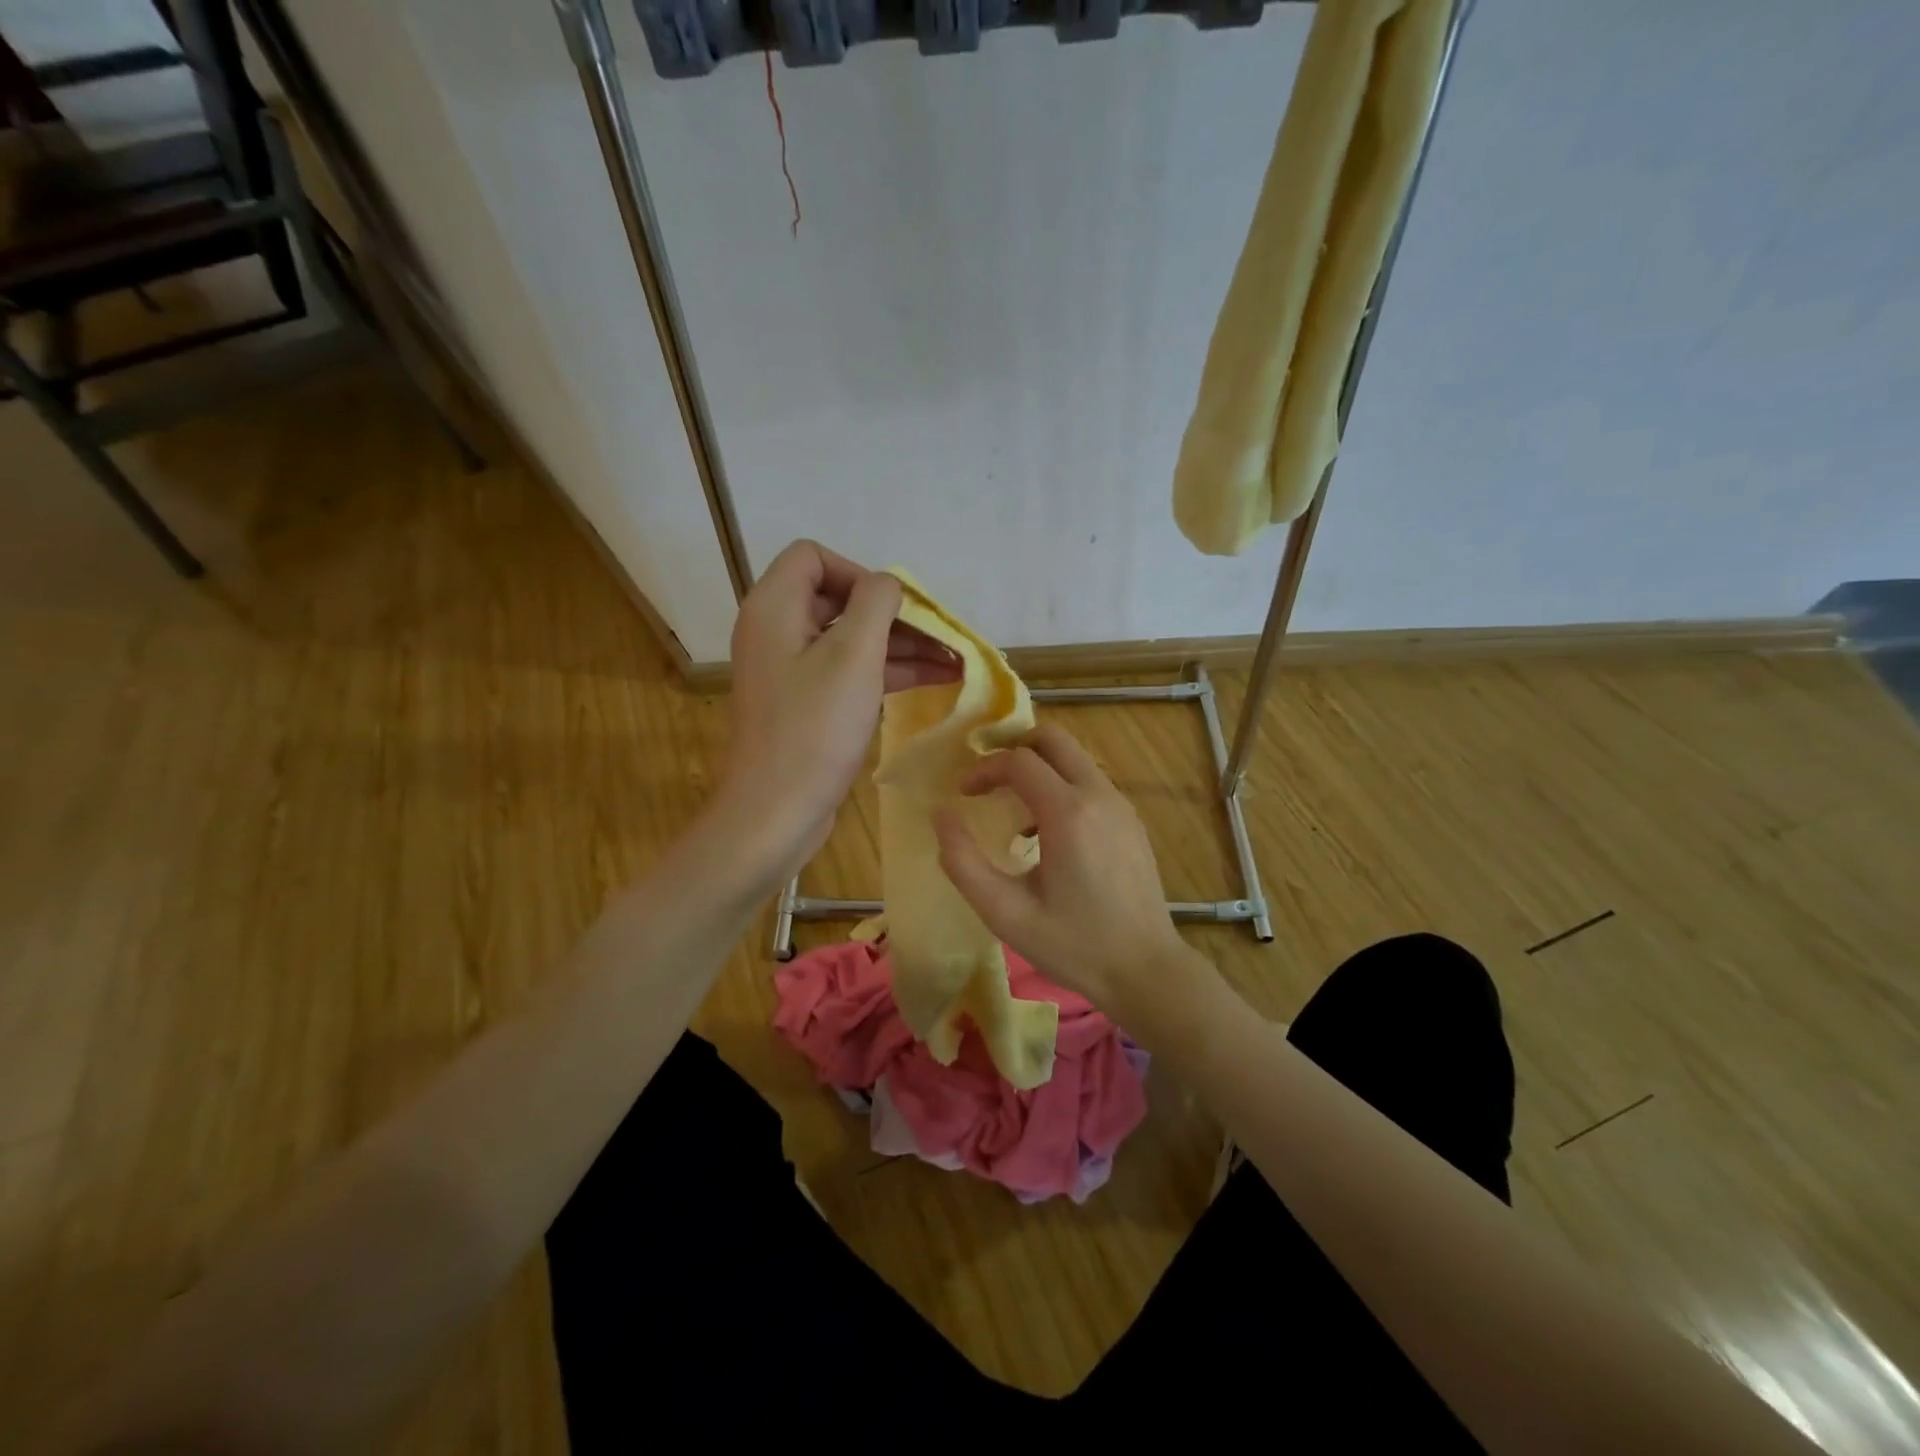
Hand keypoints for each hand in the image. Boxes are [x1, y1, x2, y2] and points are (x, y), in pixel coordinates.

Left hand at [717, 540, 958, 876]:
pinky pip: (847, 673)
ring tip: (954, 663)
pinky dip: (885, 673)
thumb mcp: (854, 655)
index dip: (859, 573)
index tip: (896, 607)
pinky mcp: (803, 705)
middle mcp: (775, 631)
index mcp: (774, 607)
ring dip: (900, 646)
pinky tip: (932, 682)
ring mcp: (788, 671)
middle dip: (893, 615)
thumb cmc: (815, 728)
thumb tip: (888, 584)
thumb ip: (876, 603)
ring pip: (849, 640)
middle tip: (942, 638)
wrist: (776, 812)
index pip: (814, 557)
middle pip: (838, 600)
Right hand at [932, 722, 1189, 1017]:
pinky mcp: (1132, 821)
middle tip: (988, 781)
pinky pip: (1091, 783)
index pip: (1019, 760)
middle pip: (1053, 739)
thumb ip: (963, 862)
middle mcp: (1099, 796)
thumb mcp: (1006, 913)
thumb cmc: (1073, 945)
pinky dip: (1062, 787)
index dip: (984, 770)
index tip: (963, 795)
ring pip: (1075, 759)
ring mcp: (1122, 806)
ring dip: (1039, 770)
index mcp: (1068, 813)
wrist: (1147, 971)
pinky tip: (1049, 834)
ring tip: (1014, 813)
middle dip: (1014, 750)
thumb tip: (941, 815)